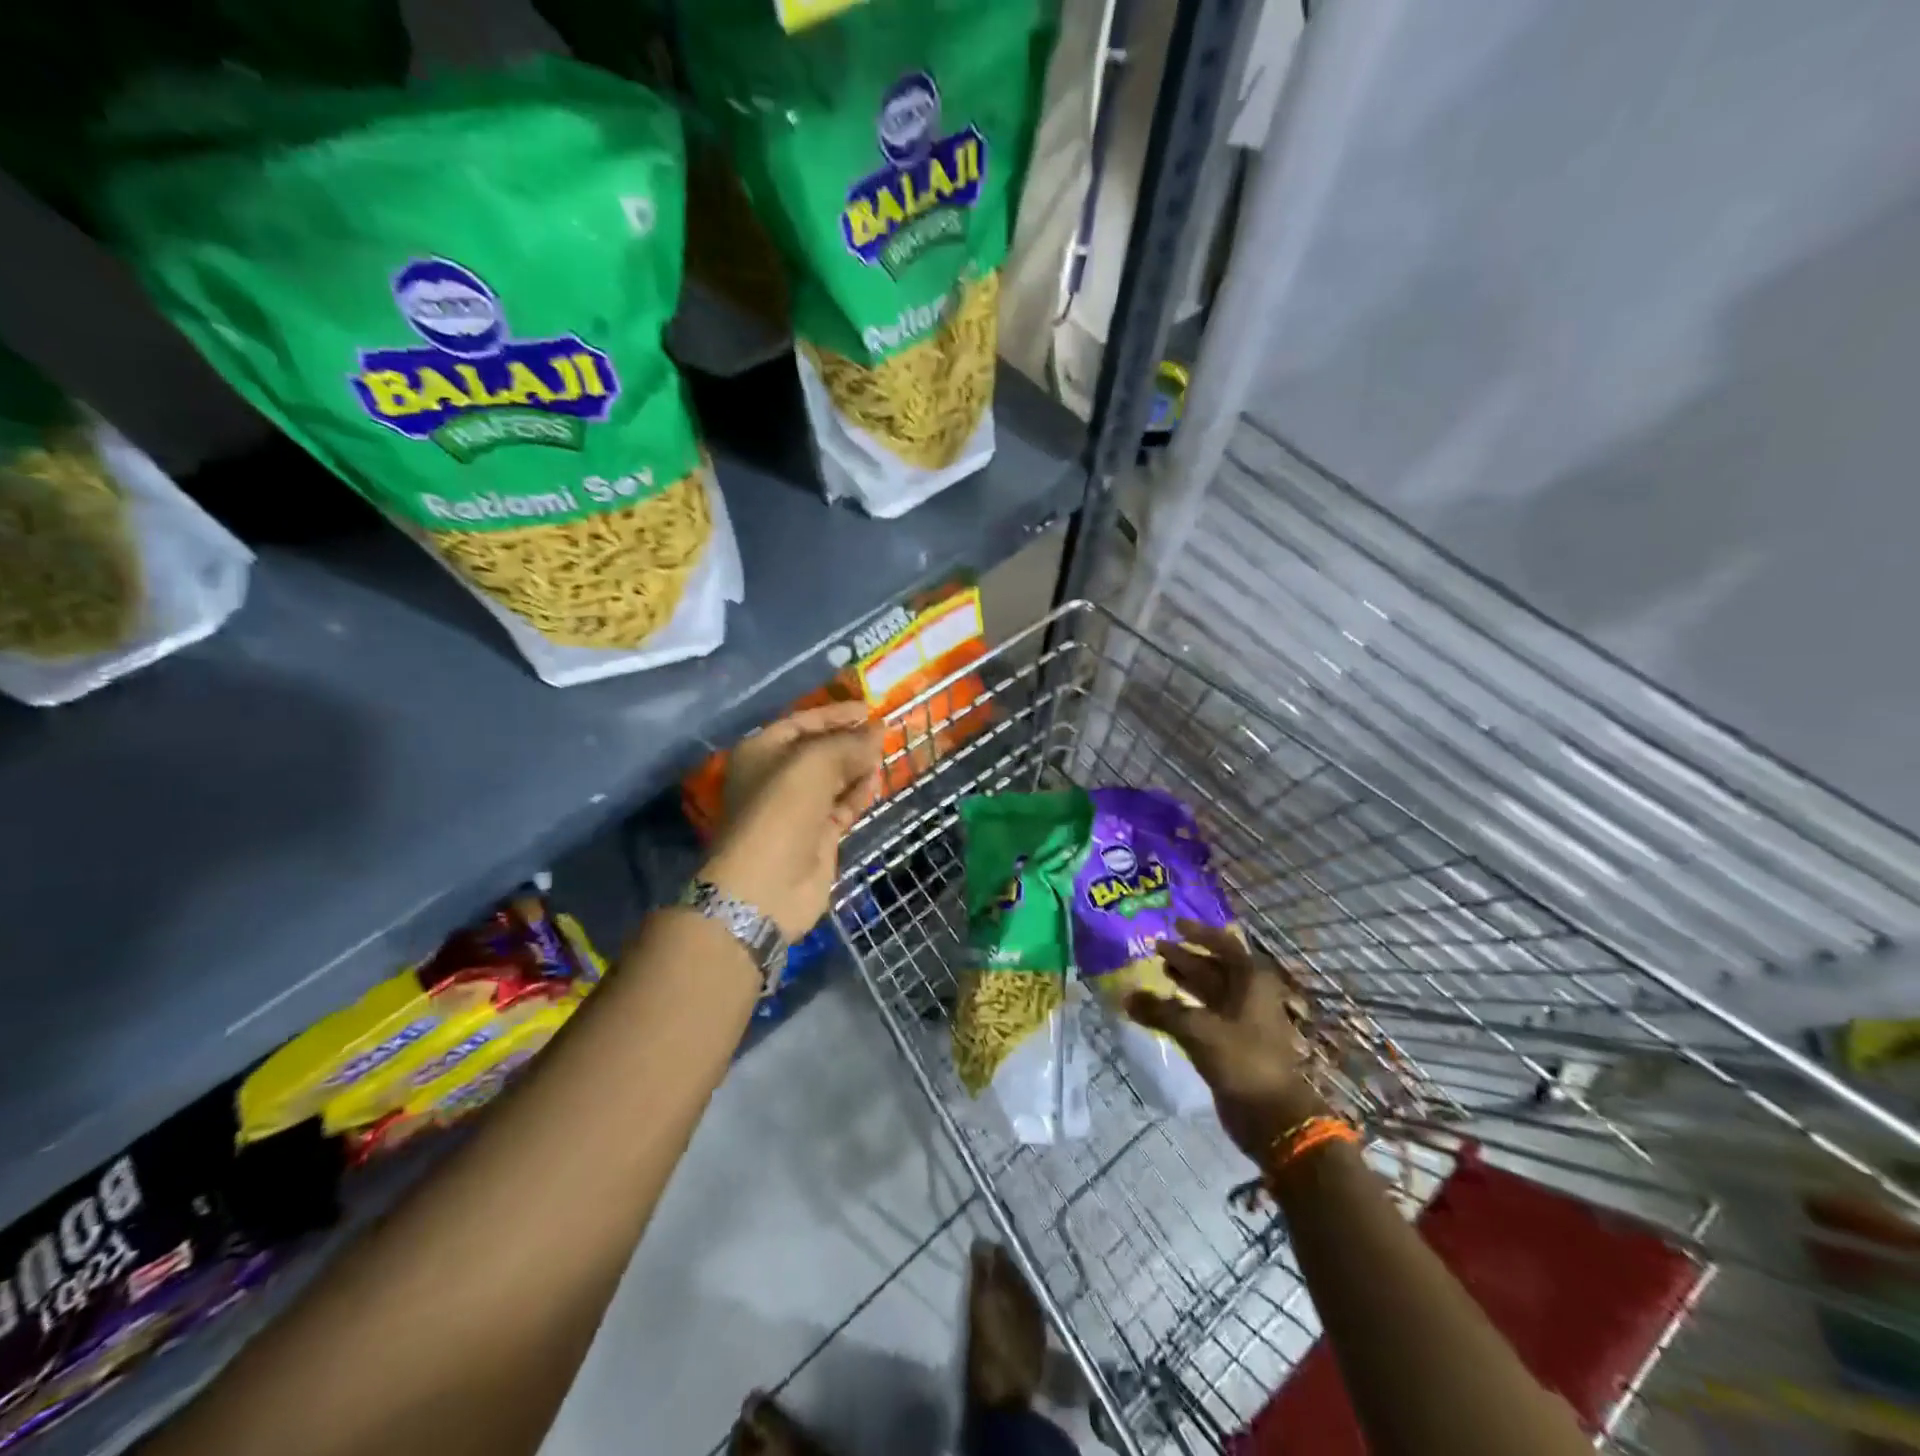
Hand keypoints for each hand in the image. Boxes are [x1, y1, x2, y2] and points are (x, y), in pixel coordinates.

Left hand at [702, 701, 883, 941]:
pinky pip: (842, 805)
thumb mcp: (815, 763)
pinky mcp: (816, 835)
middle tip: (884, 733)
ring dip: (858, 766)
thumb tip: (878, 730)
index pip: (803, 721)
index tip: (869, 709)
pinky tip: (877, 782)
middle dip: (850, 740)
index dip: (836, 713)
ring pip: (834, 778)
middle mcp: (777, 776)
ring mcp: (797, 808)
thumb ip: (849, 744)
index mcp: (762, 751)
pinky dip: (858, 793)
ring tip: (885, 755)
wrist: (767, 884)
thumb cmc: (782, 809)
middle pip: (819, 750)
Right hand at [1126, 920, 1326, 1161]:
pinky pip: (1207, 1014)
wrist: (1273, 1116)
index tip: (1174, 925)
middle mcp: (1250, 995)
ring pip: (1211, 991)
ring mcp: (1244, 1020)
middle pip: (1215, 967)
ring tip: (1159, 973)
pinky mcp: (1234, 1044)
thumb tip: (1126, 996)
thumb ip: (1160, 1010)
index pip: (1224, 944)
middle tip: (1156, 949)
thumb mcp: (1197, 1029)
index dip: (1199, 933)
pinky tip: (1167, 1007)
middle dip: (1186, 957)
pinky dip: (1187, 1007)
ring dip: (1186, 981)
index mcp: (1251, 981)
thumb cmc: (1241, 1059)